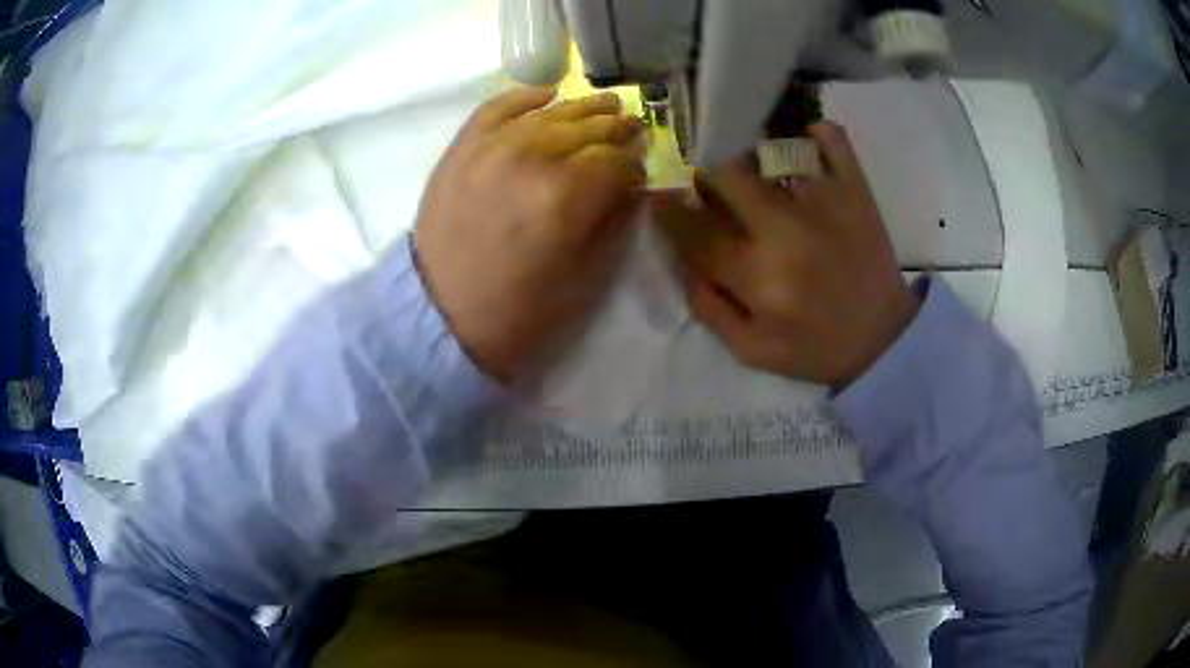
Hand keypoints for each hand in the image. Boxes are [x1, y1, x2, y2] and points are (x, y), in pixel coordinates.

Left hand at [414, 88, 645, 382]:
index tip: (640, 174)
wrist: (438, 314)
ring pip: (549, 113)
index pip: (616, 163)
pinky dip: (524, 96)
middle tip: (635, 129)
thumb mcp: (582, 279)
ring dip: (584, 108)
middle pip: (588, 130)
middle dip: (618, 130)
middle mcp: (530, 158)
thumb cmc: (517, 310)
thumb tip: (633, 187)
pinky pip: (497, 108)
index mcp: (564, 196)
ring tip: (608, 104)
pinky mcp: (462, 148)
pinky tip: (547, 94)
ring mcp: (491, 148)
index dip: (635, 167)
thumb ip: (613, 223)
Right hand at [653, 122, 917, 388]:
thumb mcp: (753, 351)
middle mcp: (785, 229)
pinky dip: (817, 135)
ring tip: (754, 169)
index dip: (669, 213)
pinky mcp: (855, 191)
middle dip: (705, 176)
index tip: (659, 199)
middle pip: (725, 175)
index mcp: (757, 276)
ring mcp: (824, 202)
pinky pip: (833, 140)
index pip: (695, 233)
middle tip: (710, 185)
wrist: (884, 340)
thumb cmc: (816, 349)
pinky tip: (806, 145)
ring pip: (770, 151)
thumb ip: (710, 309)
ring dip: (750, 155)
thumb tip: (684, 262)